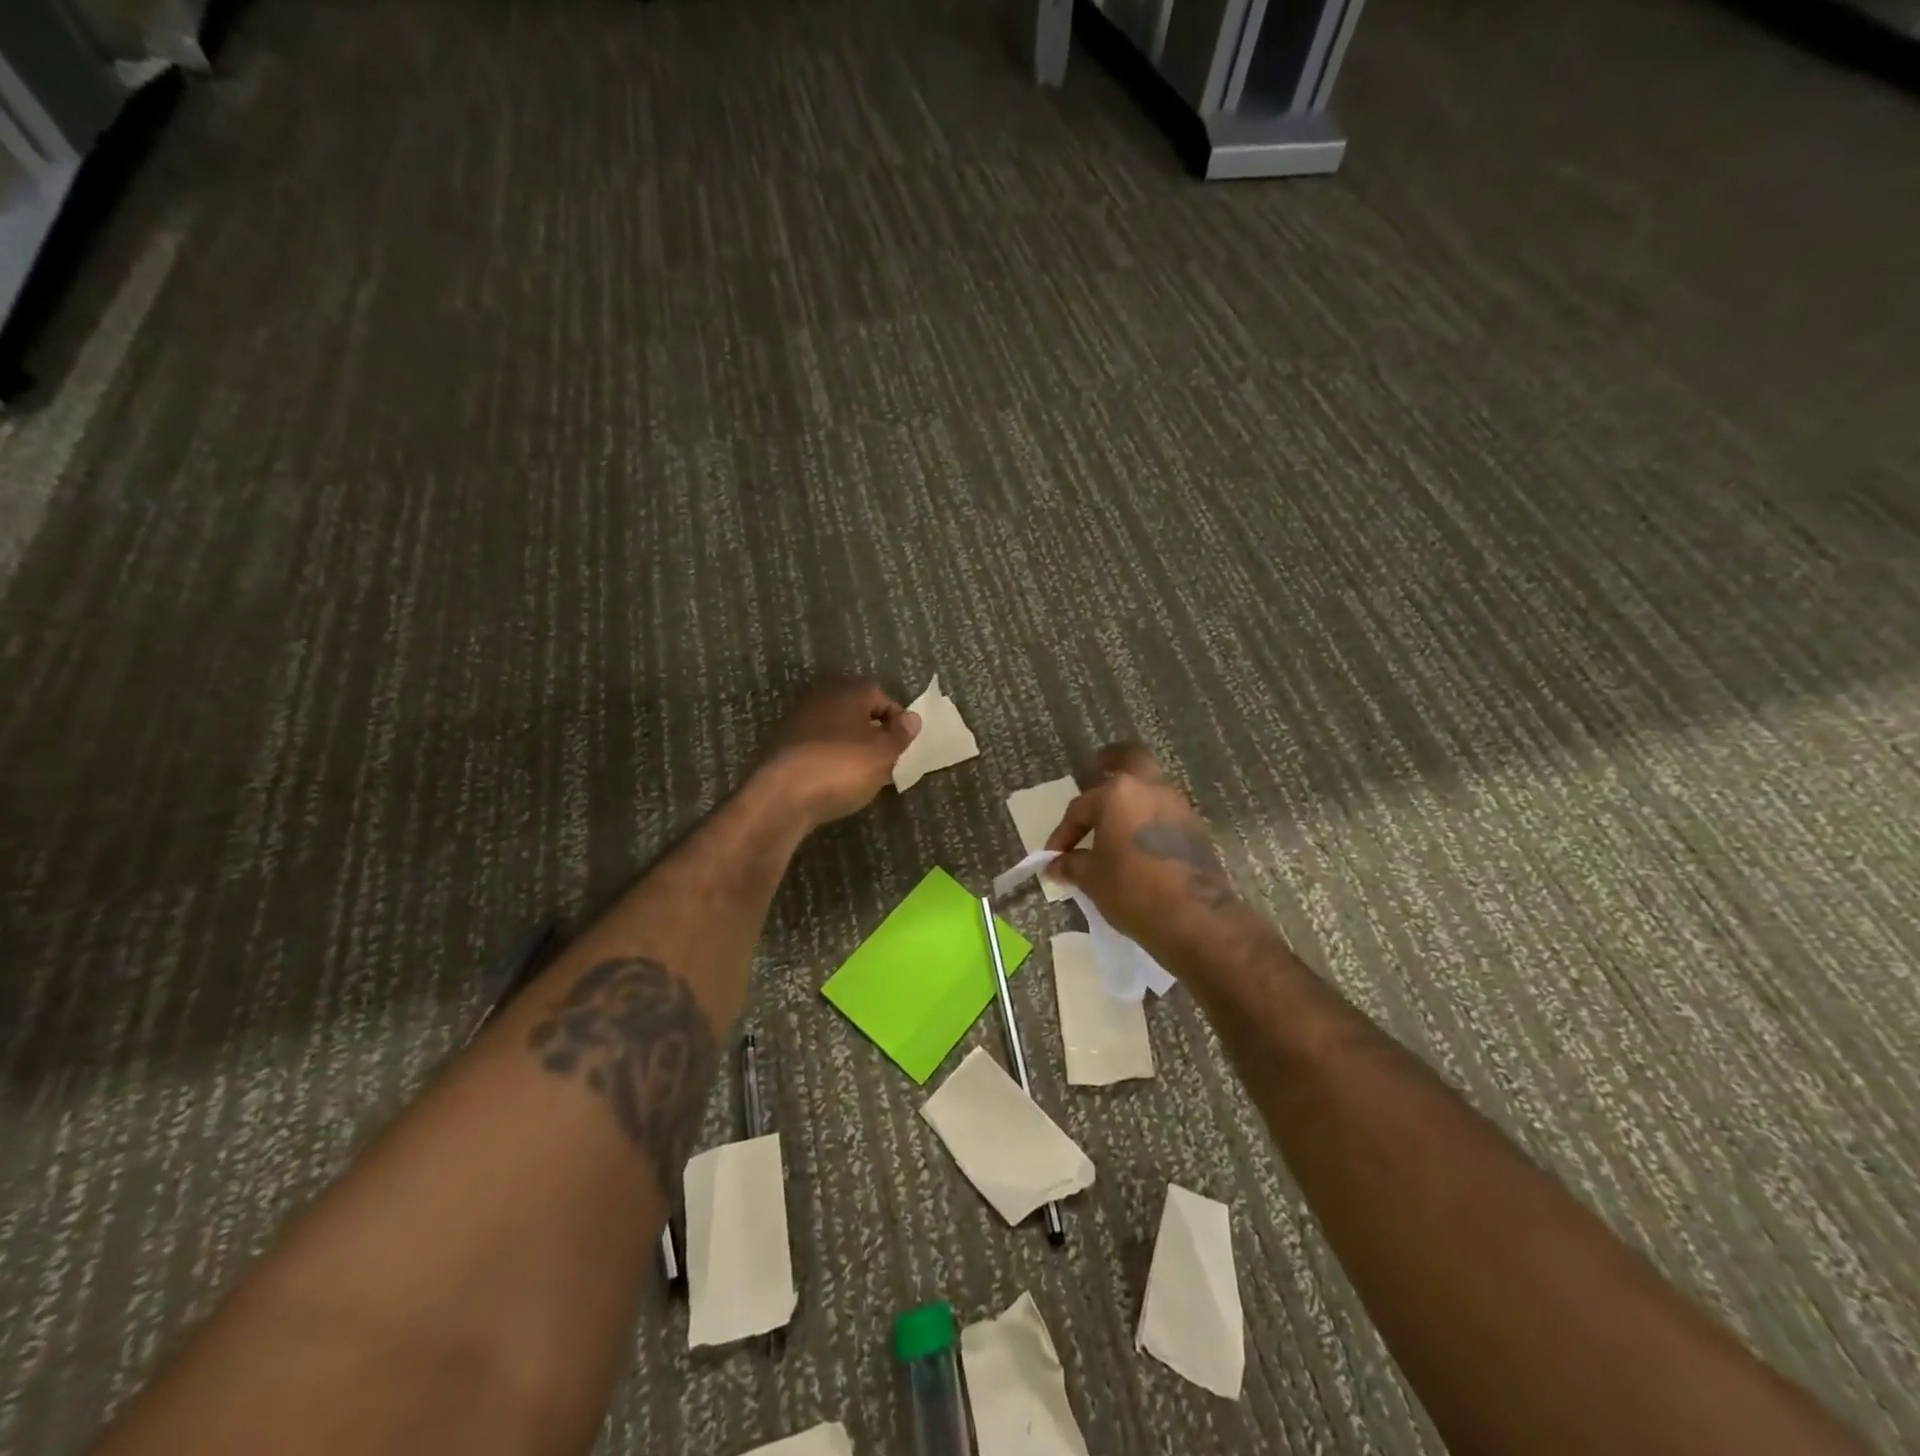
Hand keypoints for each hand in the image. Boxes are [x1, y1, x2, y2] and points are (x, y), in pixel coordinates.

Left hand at [760, 676, 919, 828]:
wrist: (784, 795)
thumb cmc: (842, 767)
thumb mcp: (883, 753)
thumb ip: (900, 734)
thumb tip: (912, 718)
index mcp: (849, 690)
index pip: (881, 694)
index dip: (896, 718)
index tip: (902, 744)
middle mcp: (822, 696)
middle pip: (855, 708)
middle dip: (872, 730)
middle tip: (884, 757)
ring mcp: (799, 718)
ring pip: (835, 726)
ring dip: (850, 743)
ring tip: (862, 772)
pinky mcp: (783, 742)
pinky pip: (817, 744)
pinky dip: (829, 755)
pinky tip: (835, 778)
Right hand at [1044, 744, 1241, 950]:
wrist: (1194, 917)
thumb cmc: (1132, 890)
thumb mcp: (1092, 879)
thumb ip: (1071, 865)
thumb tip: (1056, 865)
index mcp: (1117, 794)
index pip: (1080, 807)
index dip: (1063, 832)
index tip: (1054, 857)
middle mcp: (1150, 789)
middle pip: (1130, 759)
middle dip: (1111, 760)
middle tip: (1095, 767)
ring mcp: (1178, 806)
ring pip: (1150, 787)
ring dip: (1132, 797)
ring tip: (1115, 821)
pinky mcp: (1196, 828)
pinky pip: (1164, 812)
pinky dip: (1148, 818)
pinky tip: (1138, 842)